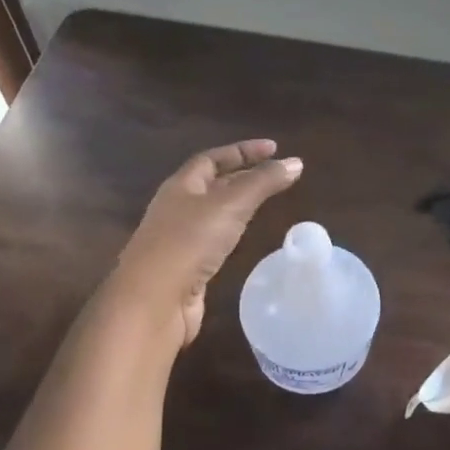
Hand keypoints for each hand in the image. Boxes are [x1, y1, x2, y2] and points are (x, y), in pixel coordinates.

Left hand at [112, 140, 303, 347]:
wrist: (154, 301)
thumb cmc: (189, 242)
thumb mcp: (231, 204)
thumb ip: (263, 183)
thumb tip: (295, 162)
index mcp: (180, 186)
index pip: (212, 158)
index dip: (243, 150)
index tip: (274, 148)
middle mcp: (176, 208)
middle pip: (211, 184)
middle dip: (242, 175)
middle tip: (275, 174)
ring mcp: (178, 239)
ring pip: (212, 213)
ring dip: (237, 204)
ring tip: (265, 202)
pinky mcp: (185, 268)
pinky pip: (212, 240)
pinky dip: (232, 232)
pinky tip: (245, 238)